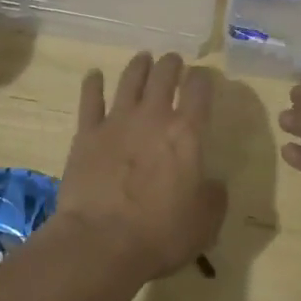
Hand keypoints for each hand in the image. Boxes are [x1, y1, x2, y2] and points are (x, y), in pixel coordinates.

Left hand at [58, 52, 227, 279]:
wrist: (102, 242)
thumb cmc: (161, 234)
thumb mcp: (205, 221)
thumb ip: (214, 196)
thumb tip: (213, 182)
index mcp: (187, 133)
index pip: (200, 91)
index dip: (203, 79)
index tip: (203, 77)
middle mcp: (153, 117)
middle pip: (164, 76)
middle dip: (172, 64)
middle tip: (174, 61)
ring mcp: (117, 121)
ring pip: (130, 80)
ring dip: (139, 66)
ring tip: (144, 58)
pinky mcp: (87, 134)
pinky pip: (90, 100)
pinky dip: (92, 84)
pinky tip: (93, 75)